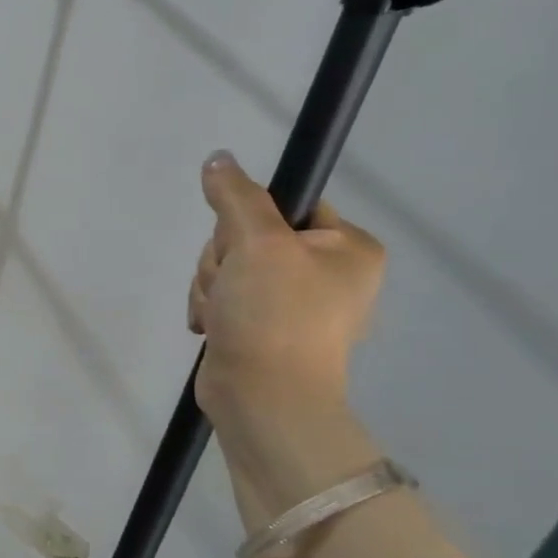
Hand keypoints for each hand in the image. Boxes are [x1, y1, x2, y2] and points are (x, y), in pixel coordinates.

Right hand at [188, 151, 384, 438]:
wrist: (263, 399)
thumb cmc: (274, 315)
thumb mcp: (256, 243)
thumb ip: (236, 196)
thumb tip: (218, 159)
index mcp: (347, 247)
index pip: (287, 204)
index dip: (250, 220)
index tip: (244, 245)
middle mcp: (326, 272)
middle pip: (248, 236)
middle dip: (224, 261)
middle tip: (233, 286)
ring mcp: (292, 303)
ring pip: (228, 267)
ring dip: (212, 286)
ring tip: (223, 315)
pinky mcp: (260, 327)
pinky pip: (223, 296)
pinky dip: (211, 308)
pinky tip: (214, 327)